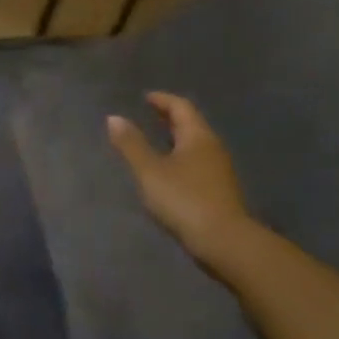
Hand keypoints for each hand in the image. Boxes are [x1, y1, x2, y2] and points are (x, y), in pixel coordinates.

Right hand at [106, 93, 261, 267]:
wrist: (224, 240)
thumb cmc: (184, 199)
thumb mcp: (150, 171)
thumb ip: (131, 145)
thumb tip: (114, 118)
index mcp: (198, 136)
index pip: (181, 107)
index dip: (163, 100)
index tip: (146, 98)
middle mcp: (212, 147)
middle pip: (191, 124)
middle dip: (170, 117)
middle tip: (149, 114)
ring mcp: (219, 169)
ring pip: (196, 143)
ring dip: (176, 137)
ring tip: (155, 140)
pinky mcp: (219, 189)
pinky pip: (198, 161)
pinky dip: (181, 155)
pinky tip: (170, 169)